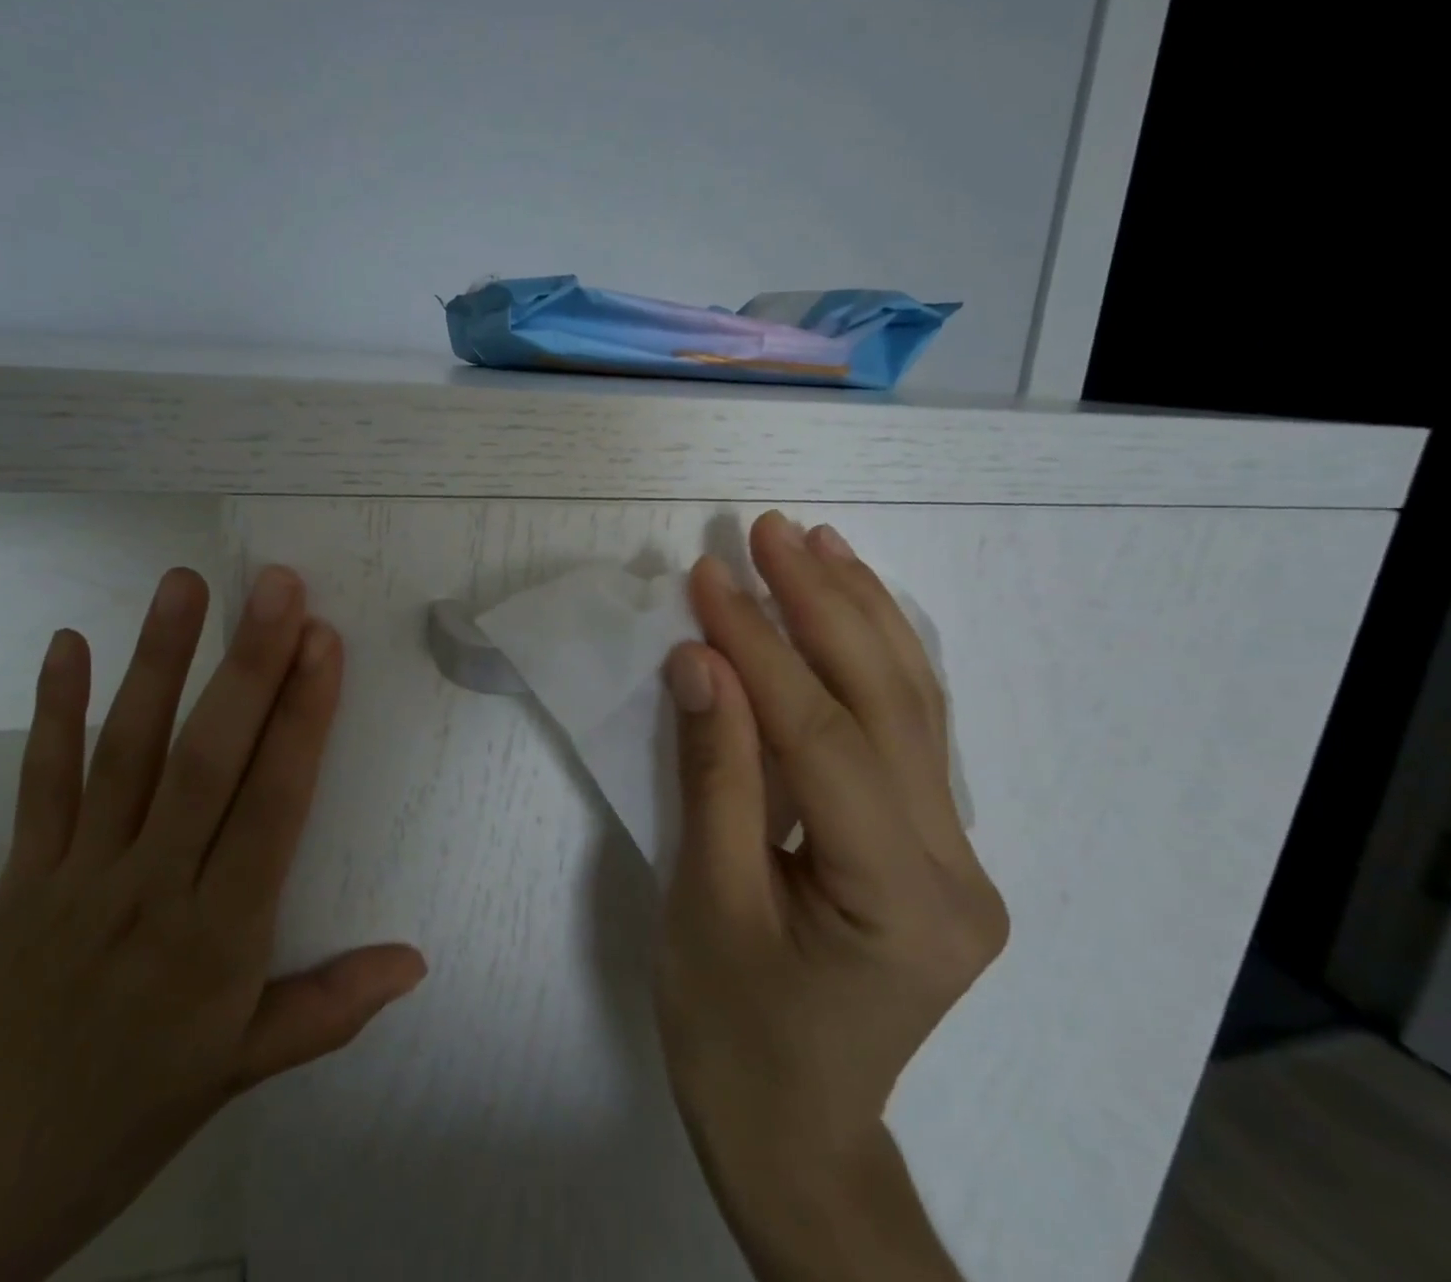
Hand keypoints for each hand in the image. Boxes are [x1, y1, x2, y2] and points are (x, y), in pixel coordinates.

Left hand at [0, 567, 425, 1281]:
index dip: (302, 718)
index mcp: (214, 941)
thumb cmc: (111, 1128)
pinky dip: (53, 709)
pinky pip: (40, 781)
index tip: (324, 641)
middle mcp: (148, 889)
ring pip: (127, 750)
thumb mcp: (234, 1078)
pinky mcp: (17, 874)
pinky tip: (66, 643)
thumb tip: (416, 960)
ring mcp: (75, 874)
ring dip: (159, 660)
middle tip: (279, 585)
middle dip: (249, 665)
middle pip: (206, 760)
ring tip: (186, 583)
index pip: (272, 806)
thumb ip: (327, 1009)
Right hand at [656, 513, 1007, 1281]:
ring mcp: (959, 856)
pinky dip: (873, 660)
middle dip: (825, 603)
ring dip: (861, 614)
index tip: (709, 577)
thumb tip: (700, 661)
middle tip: (770, 529)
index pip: (823, 738)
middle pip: (888, 704)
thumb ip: (713, 774)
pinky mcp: (936, 847)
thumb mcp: (704, 904)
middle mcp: (956, 869)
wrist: (793, 1130)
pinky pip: (907, 734)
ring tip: (819, 544)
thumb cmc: (731, 1031)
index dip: (761, 648)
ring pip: (913, 707)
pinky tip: (852, 610)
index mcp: (899, 901)